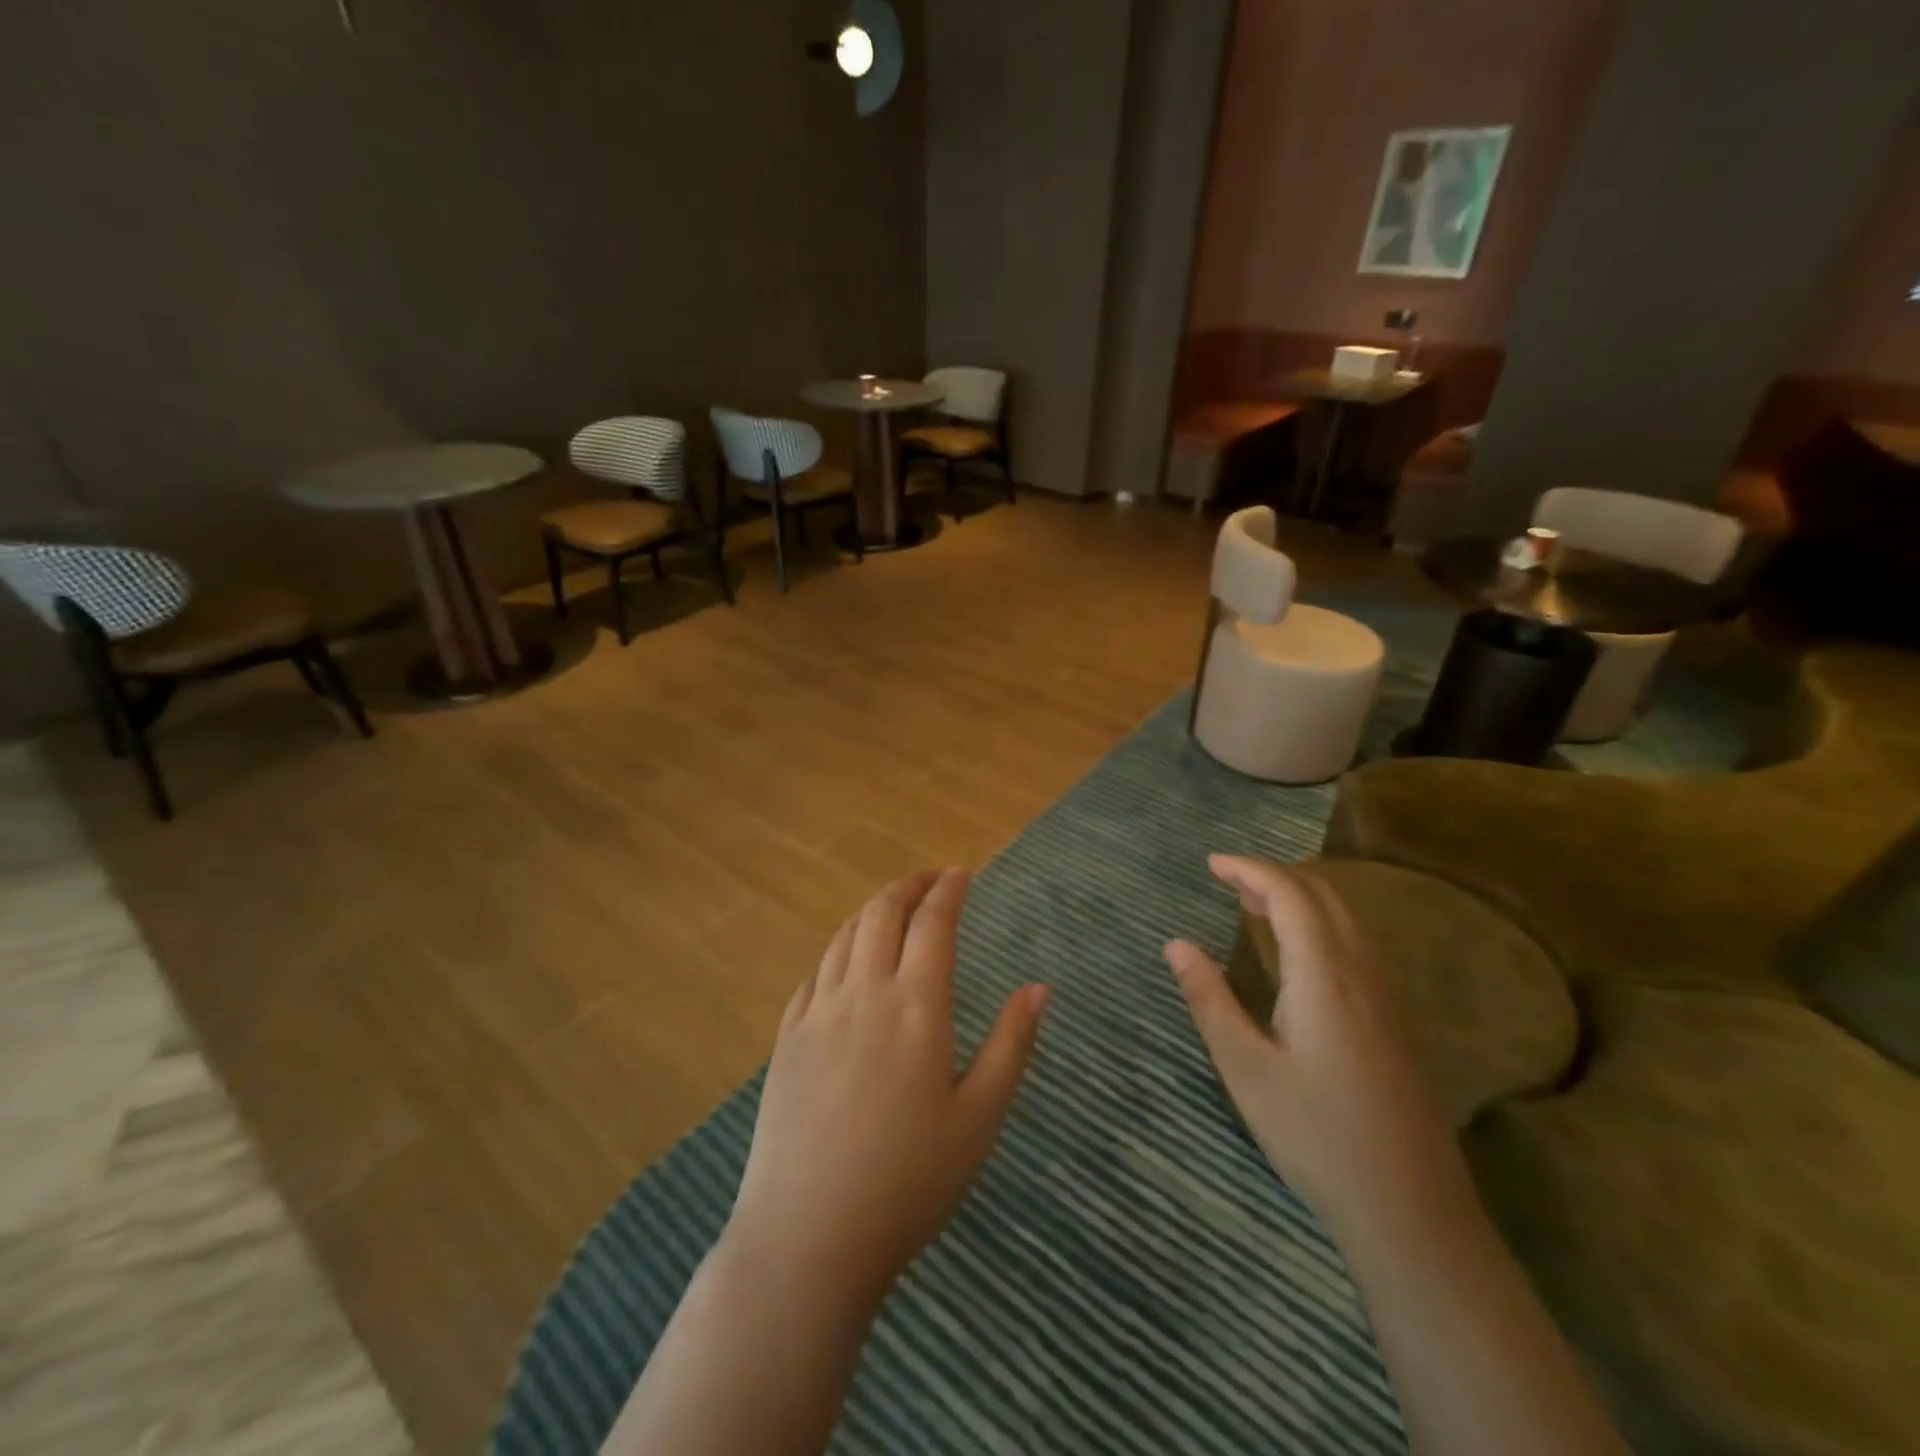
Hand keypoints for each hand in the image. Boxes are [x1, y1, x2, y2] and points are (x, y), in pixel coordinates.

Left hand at [724, 868, 1048, 1310]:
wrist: (809, 1235)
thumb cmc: (909, 1181)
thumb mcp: (980, 1117)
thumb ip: (1011, 1044)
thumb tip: (1038, 987)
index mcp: (916, 1007)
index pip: (932, 923)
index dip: (949, 890)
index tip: (963, 872)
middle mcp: (864, 994)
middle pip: (881, 914)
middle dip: (908, 886)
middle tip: (930, 880)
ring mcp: (818, 1013)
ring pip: (844, 936)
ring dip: (871, 910)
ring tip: (892, 909)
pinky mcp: (787, 1038)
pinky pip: (814, 973)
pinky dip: (837, 949)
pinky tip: (845, 961)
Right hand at [1164, 856, 1470, 1238]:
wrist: (1412, 1211)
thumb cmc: (1316, 1136)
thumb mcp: (1245, 1068)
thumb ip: (1209, 999)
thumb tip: (1176, 944)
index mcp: (1324, 976)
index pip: (1290, 894)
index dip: (1250, 869)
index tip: (1211, 864)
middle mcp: (1362, 973)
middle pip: (1324, 896)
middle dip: (1275, 876)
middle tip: (1228, 882)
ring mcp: (1387, 997)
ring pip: (1346, 919)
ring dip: (1300, 899)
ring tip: (1254, 908)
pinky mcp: (1396, 1021)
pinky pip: (1357, 945)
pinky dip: (1321, 925)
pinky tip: (1299, 955)